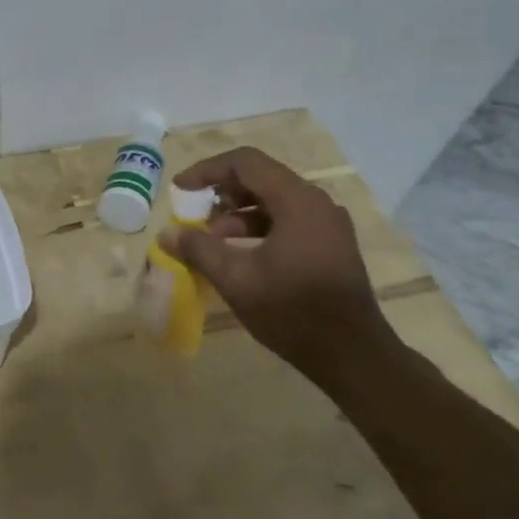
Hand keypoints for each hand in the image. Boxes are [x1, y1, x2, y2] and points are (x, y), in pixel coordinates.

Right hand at [159, 147, 391, 377]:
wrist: (352, 354)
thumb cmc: (292, 311)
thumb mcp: (236, 279)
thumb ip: (199, 249)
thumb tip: (167, 233)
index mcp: (297, 201)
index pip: (246, 163)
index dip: (207, 170)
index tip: (180, 189)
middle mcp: (316, 203)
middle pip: (261, 178)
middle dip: (221, 192)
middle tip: (194, 213)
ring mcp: (327, 224)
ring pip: (273, 200)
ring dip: (238, 213)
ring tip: (211, 238)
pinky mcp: (329, 244)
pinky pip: (287, 220)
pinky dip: (258, 227)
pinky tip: (238, 253)